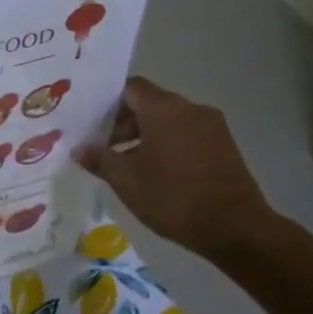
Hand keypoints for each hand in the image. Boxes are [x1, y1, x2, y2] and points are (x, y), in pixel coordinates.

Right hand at [74, 77, 276, 259]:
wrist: (233, 226)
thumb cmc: (171, 196)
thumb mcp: (125, 180)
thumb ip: (99, 158)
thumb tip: (79, 148)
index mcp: (164, 109)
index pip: (130, 88)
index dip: (107, 101)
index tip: (90, 122)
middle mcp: (190, 108)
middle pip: (150, 103)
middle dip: (124, 122)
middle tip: (103, 148)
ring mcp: (212, 126)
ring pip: (169, 120)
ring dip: (145, 135)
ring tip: (127, 164)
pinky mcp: (224, 146)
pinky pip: (187, 134)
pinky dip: (167, 145)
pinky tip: (156, 172)